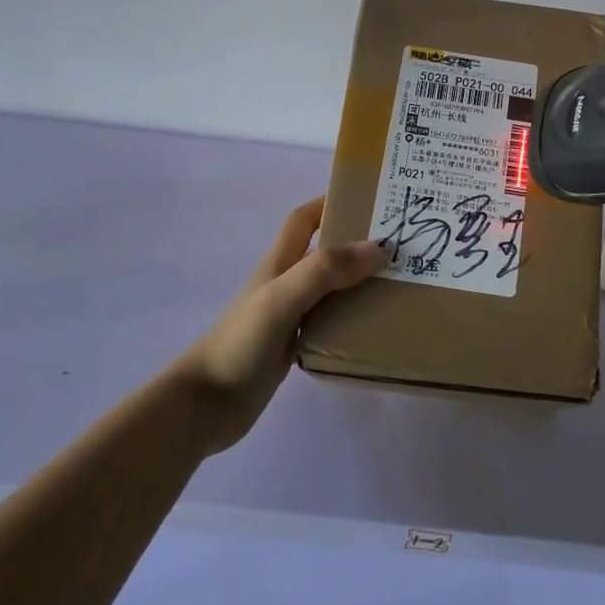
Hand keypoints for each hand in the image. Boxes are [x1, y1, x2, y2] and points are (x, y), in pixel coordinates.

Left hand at [172, 197, 386, 452]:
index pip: (304, 220)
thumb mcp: (282, 297)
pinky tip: (375, 328)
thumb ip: (325, 270)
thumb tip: (378, 248)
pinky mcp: (293, 348)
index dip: (330, 202)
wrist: (205, 405)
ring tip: (398, 285)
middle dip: (357, 244)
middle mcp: (285, 284)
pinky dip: (352, 320)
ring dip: (359, 284)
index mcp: (279, 264)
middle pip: (324, 253)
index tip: (368, 199)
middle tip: (399, 246)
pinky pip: (330, 324)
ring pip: (331, 290)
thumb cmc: (241, 342)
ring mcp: (289, 317)